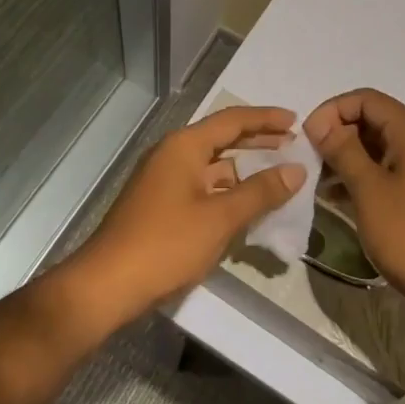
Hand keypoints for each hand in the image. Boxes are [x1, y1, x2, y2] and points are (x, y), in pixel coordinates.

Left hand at [67, 106, 304, 327]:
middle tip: (293, 144)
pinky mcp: (162, 205)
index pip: (232, 120)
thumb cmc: (166, 244)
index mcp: (184, 146)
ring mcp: (165, 180)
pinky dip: (228, 191)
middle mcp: (173, 154)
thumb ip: (260, 192)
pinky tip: (249, 206)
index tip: (296, 121)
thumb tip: (296, 170)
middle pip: (222, 139)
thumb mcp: (220, 218)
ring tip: (279, 176)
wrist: (108, 285)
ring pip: (214, 166)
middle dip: (258, 141)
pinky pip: (203, 187)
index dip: (266, 119)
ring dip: (245, 169)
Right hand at [304, 89, 404, 324]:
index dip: (331, 111)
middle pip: (371, 119)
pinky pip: (384, 170)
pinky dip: (359, 176)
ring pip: (375, 146)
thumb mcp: (369, 189)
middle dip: (336, 133)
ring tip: (316, 180)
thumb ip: (342, 150)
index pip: (364, 99)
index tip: (307, 138)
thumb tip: (318, 122)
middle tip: (309, 160)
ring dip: (345, 156)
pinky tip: (335, 196)